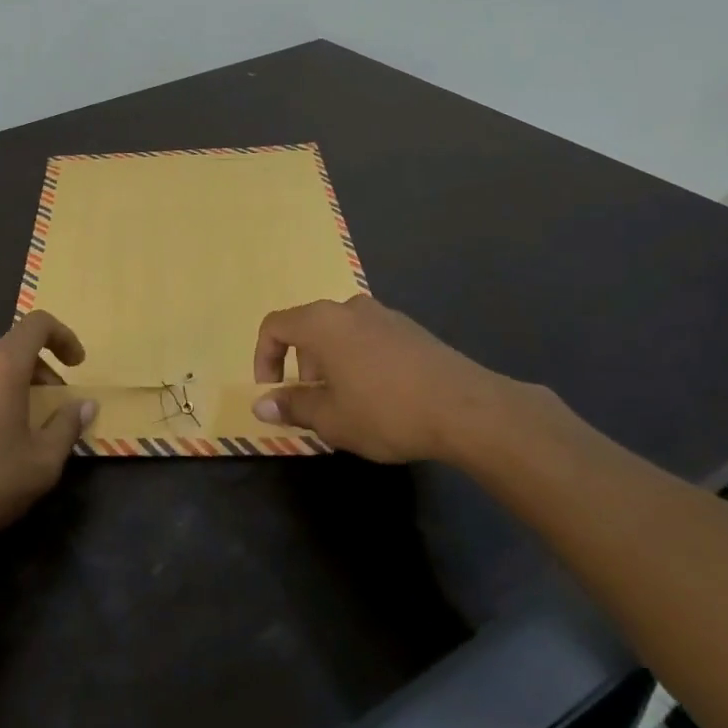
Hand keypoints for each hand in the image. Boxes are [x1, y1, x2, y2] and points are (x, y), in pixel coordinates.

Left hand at [0, 311, 97, 554]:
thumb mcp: (42, 462)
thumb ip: (68, 426)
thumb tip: (86, 405)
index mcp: (2, 364)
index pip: (38, 324)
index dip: (63, 337)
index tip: (76, 365)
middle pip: (12, 350)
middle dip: (39, 372)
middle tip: (50, 409)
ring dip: (7, 387)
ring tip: (14, 426)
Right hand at [251, 294, 530, 463]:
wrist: (466, 408)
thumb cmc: (385, 410)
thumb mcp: (331, 418)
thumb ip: (292, 406)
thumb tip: (261, 404)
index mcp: (322, 322)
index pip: (275, 326)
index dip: (264, 357)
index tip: (273, 392)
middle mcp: (349, 308)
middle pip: (308, 328)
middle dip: (300, 365)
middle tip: (312, 403)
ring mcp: (384, 315)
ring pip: (340, 333)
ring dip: (331, 363)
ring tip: (346, 403)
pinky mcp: (411, 329)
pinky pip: (369, 338)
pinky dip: (359, 360)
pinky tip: (379, 396)